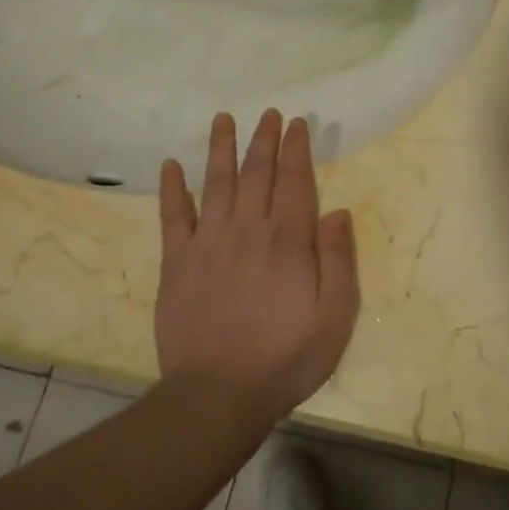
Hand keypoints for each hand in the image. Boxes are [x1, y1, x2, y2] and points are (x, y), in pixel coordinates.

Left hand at [156, 110, 359, 425]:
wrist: (217, 395)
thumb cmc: (285, 359)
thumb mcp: (334, 317)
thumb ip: (338, 261)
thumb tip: (338, 213)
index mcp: (288, 241)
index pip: (295, 181)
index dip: (296, 149)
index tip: (297, 123)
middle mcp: (248, 230)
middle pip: (257, 173)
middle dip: (264, 140)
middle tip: (268, 114)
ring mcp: (208, 243)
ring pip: (216, 183)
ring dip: (221, 149)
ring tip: (223, 119)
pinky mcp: (177, 263)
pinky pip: (173, 217)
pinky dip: (172, 189)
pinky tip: (170, 166)